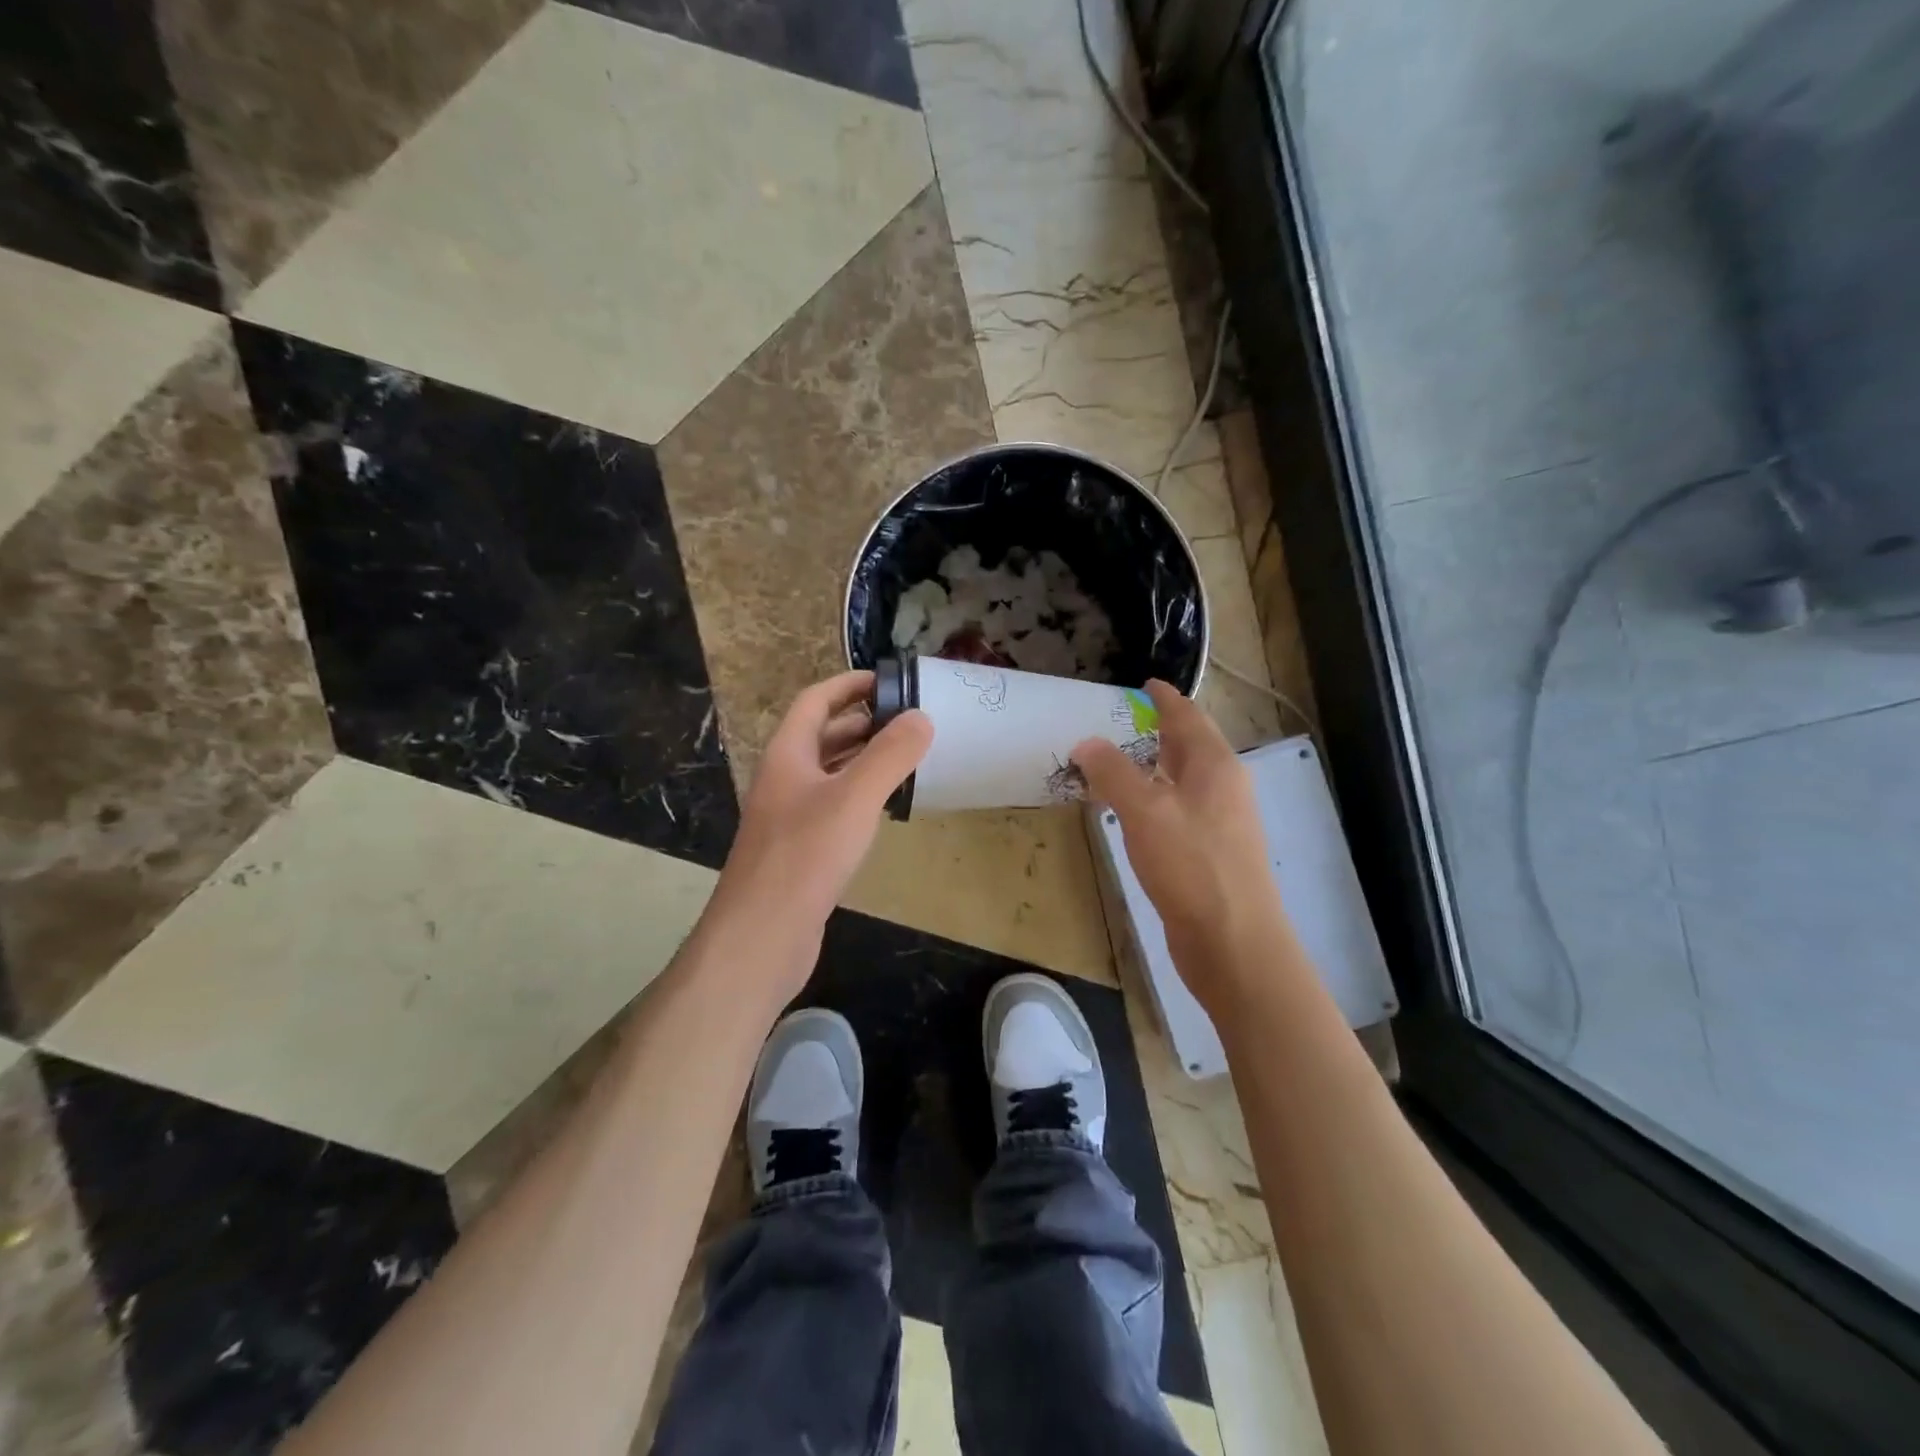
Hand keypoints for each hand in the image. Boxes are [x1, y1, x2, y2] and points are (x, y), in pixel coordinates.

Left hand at [703, 671, 932, 996]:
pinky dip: (860, 796)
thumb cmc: (805, 856)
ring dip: (863, 759)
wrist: (761, 936)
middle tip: (909, 720)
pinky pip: (833, 807)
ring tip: (907, 757)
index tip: (889, 679)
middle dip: (862, 722)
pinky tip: (886, 808)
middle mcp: (784, 779)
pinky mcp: (800, 850)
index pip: (815, 701)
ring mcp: (789, 816)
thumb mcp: (854, 798)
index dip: (848, 685)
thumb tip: (921, 716)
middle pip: (822, 736)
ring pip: (829, 773)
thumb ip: (889, 755)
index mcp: (787, 755)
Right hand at [1072, 680, 1288, 1008]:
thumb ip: (1113, 773)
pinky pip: (1179, 811)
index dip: (1165, 699)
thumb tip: (1086, 742)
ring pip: (1184, 781)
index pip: (1188, 717)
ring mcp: (1221, 823)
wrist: (1234, 942)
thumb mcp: (1144, 811)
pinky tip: (1132, 814)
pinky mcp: (1210, 854)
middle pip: (1191, 747)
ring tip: (1118, 763)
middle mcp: (1224, 788)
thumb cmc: (1192, 866)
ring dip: (1154, 767)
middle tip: (1121, 722)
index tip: (1146, 684)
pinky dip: (1154, 801)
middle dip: (1159, 731)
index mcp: (1215, 766)